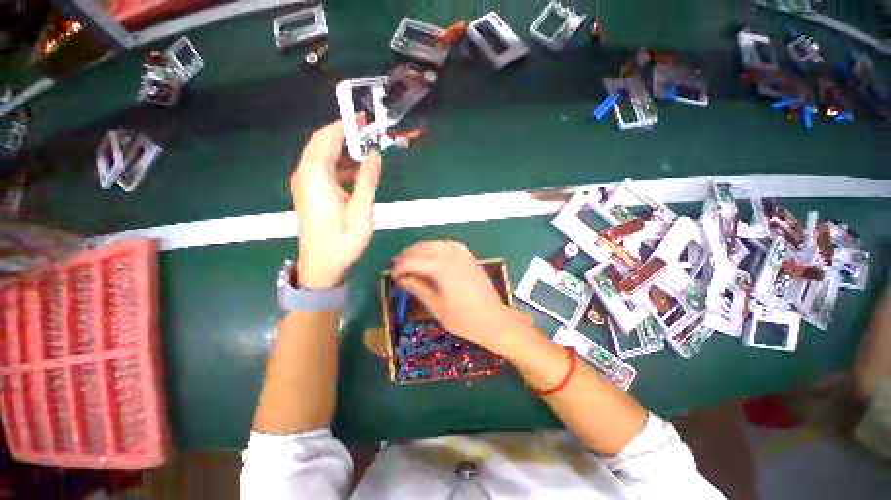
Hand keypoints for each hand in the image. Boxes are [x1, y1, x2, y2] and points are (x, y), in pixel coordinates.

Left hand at [292, 118, 381, 287]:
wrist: (321, 266)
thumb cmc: (343, 241)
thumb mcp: (360, 212)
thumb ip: (367, 181)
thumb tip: (374, 155)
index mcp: (316, 177)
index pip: (327, 139)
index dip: (344, 125)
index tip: (363, 118)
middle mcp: (305, 175)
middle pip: (321, 143)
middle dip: (343, 133)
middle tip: (367, 131)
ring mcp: (304, 184)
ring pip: (320, 155)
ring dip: (341, 149)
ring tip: (366, 152)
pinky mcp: (308, 192)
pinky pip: (321, 168)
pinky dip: (338, 164)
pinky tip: (355, 173)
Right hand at [391, 241, 525, 351]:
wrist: (494, 319)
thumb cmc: (464, 319)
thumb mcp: (436, 307)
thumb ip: (418, 289)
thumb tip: (402, 280)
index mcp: (440, 268)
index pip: (412, 262)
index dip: (399, 268)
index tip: (392, 277)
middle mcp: (450, 255)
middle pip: (421, 249)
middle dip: (406, 257)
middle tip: (398, 269)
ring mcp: (461, 254)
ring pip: (434, 244)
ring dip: (419, 250)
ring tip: (411, 261)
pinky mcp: (469, 256)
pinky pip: (449, 245)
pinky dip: (437, 247)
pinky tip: (433, 255)